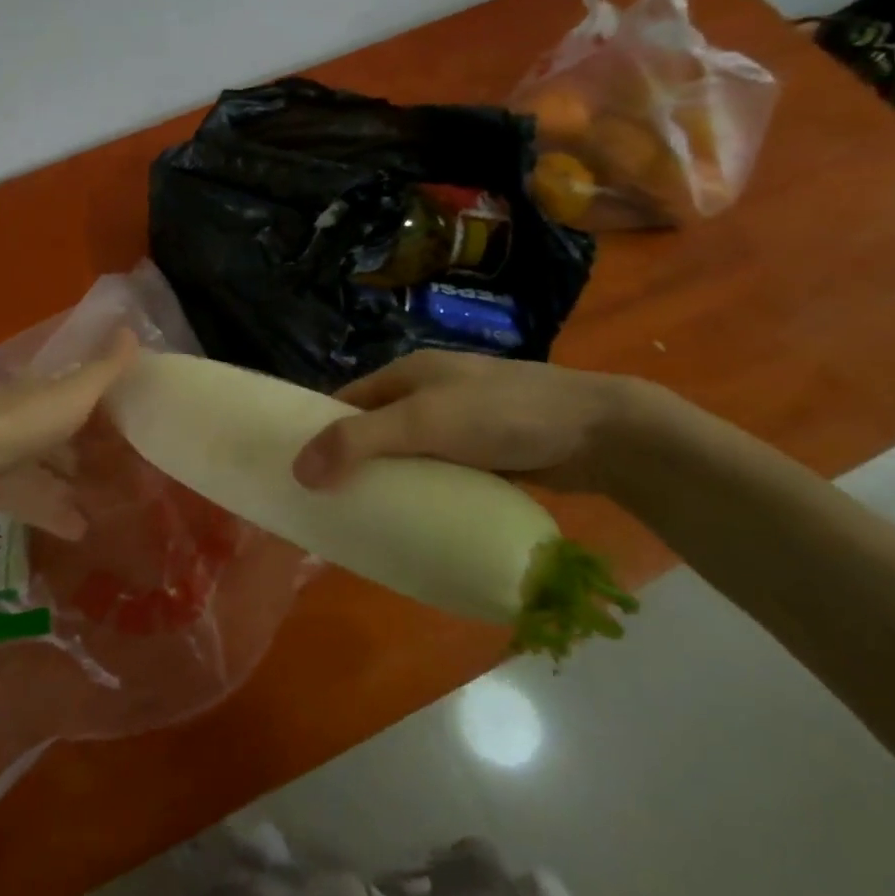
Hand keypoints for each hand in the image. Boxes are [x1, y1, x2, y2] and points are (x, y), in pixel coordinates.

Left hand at [0, 327, 138, 499]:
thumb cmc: (25, 421)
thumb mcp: (75, 392)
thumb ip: (106, 369)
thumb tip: (131, 328)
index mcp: (38, 392)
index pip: (67, 391)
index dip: (92, 401)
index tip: (120, 415)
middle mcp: (20, 419)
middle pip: (55, 432)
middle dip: (81, 446)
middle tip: (116, 463)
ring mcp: (5, 455)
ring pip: (43, 469)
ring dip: (70, 484)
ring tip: (104, 503)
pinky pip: (32, 500)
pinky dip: (55, 513)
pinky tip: (80, 530)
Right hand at [291, 349, 651, 495]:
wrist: (598, 432)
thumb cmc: (503, 414)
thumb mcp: (424, 422)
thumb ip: (360, 442)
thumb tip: (298, 470)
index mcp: (407, 374)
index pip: (346, 401)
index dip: (318, 430)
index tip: (296, 471)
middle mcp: (427, 394)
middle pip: (373, 429)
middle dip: (350, 463)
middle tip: (326, 506)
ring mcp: (458, 424)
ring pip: (405, 454)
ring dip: (386, 481)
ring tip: (362, 522)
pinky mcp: (484, 453)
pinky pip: (437, 473)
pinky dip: (421, 492)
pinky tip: (413, 521)